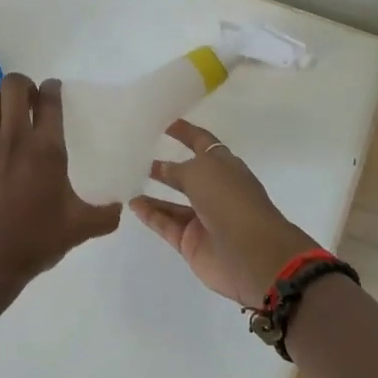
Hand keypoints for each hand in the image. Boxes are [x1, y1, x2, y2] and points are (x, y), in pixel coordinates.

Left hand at [0, 73, 121, 317]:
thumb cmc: (33, 242)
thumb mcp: (79, 229)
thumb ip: (105, 215)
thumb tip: (120, 206)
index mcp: (46, 150)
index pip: (49, 100)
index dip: (53, 88)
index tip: (53, 90)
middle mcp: (12, 139)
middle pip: (13, 86)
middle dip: (23, 86)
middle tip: (29, 101)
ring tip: (6, 118)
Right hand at [128, 119, 319, 310]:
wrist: (251, 254)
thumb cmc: (230, 201)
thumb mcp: (201, 172)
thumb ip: (177, 169)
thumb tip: (161, 168)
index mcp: (225, 167)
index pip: (202, 143)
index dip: (185, 132)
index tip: (163, 122)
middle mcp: (215, 190)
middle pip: (187, 174)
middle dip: (165, 165)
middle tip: (136, 155)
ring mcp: (203, 218)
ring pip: (173, 202)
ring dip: (153, 192)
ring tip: (127, 180)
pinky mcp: (191, 242)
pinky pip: (166, 224)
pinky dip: (150, 214)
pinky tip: (132, 204)